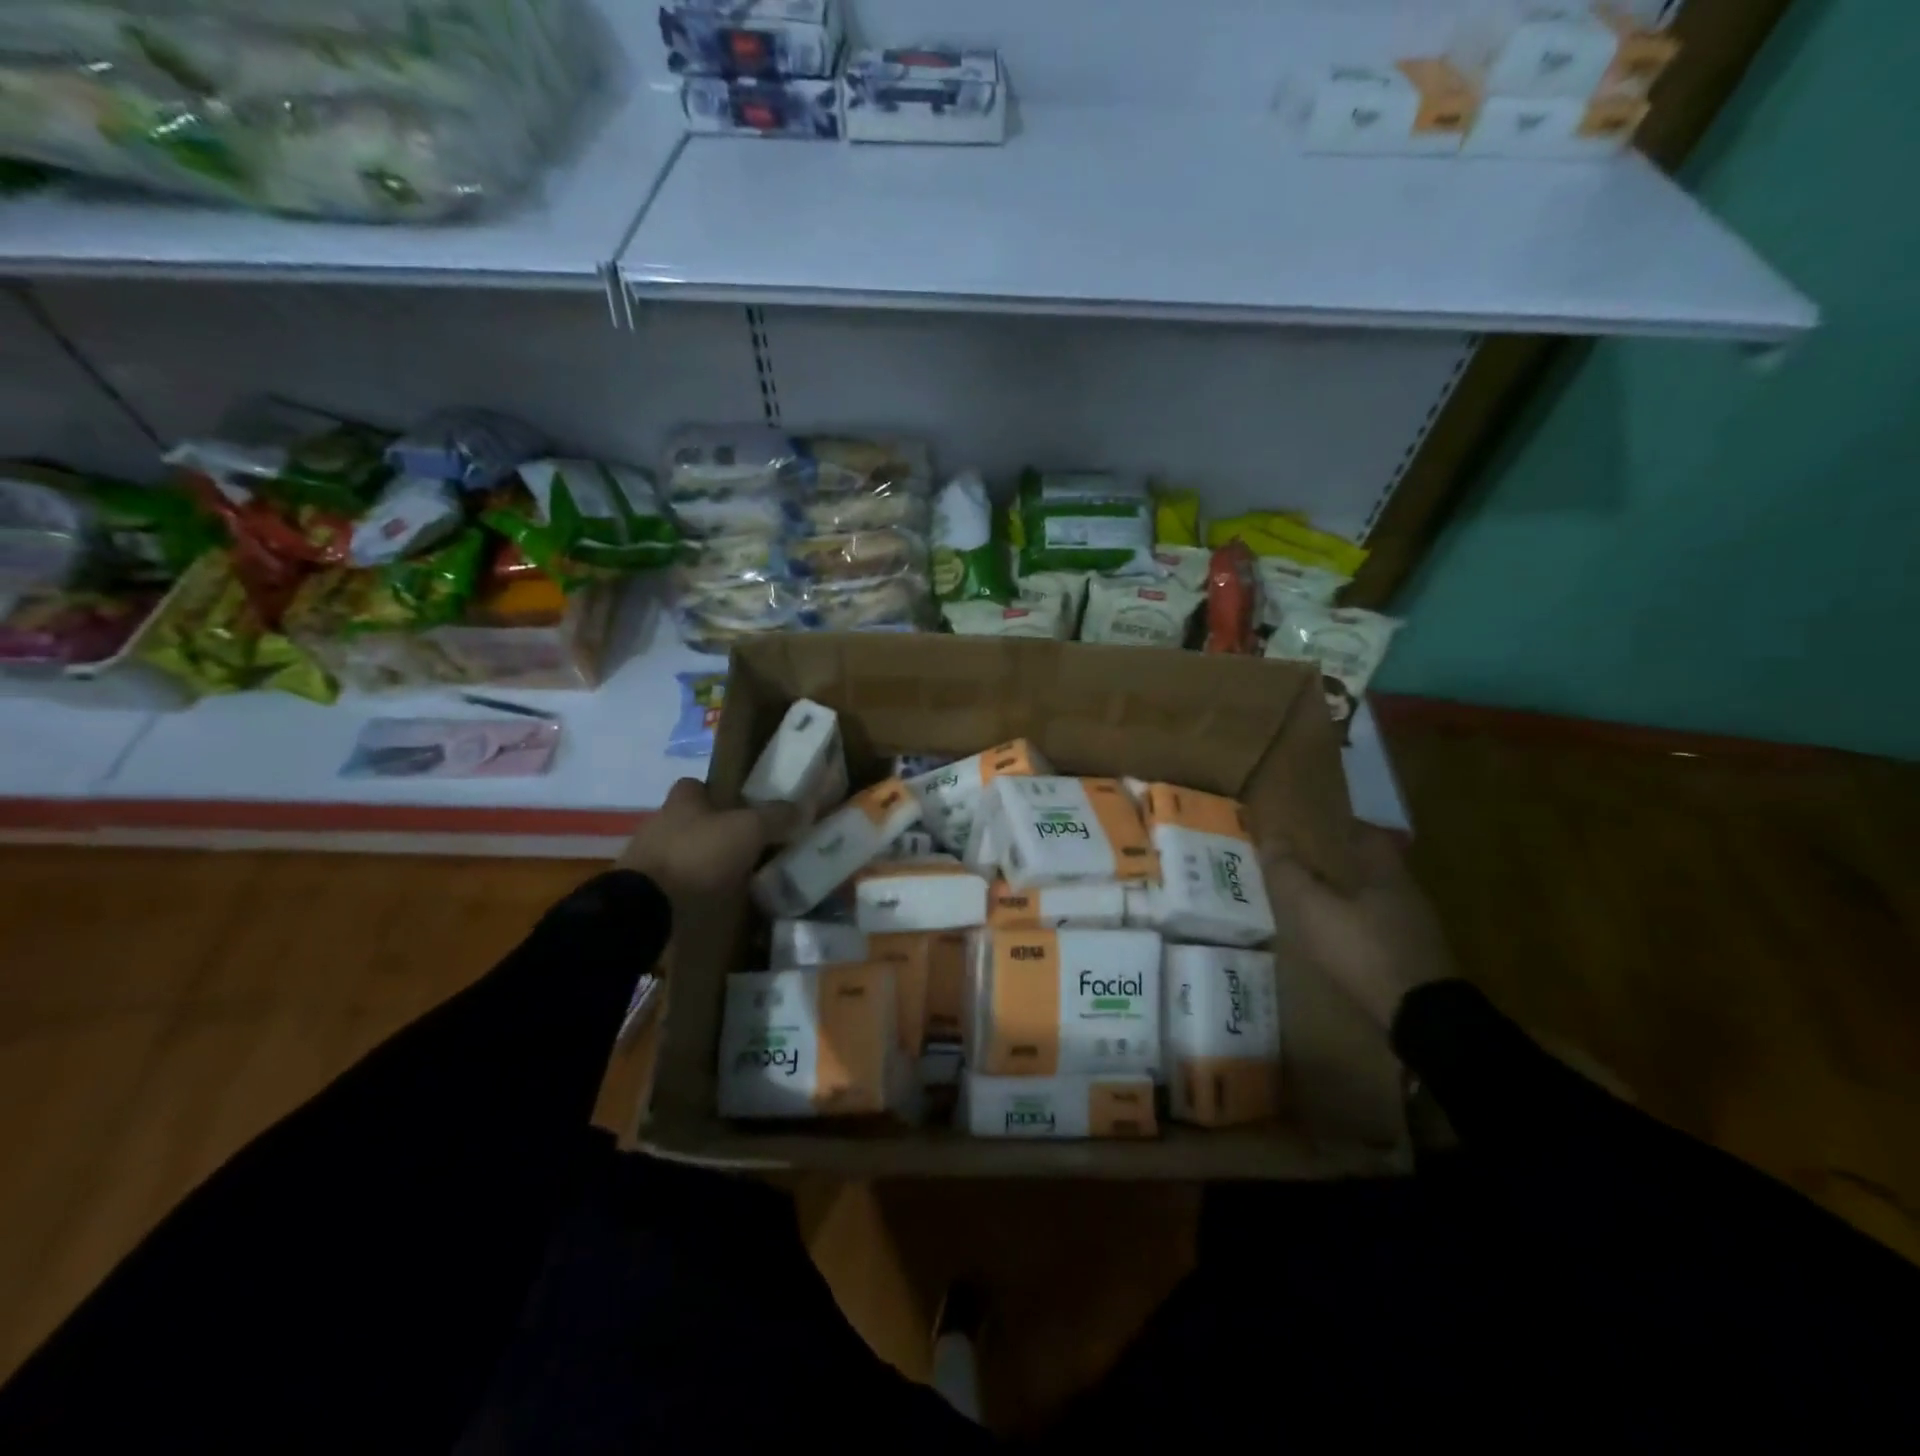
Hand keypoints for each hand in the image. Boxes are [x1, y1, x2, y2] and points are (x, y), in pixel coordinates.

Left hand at [618, 779, 792, 905]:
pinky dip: (691, 892)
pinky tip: (713, 903)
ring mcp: (647, 861)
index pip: (696, 785)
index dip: (718, 792)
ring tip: (735, 879)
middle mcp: (659, 825)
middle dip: (715, 831)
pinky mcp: (644, 893)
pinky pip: (674, 886)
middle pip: (691, 820)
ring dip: (704, 863)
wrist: (646, 909)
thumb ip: (775, 817)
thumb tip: (804, 806)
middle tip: (748, 846)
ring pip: (682, 854)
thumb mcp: (748, 830)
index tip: (742, 807)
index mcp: (681, 802)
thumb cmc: (697, 855)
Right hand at [1264, 824, 1453, 1033]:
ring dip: (1353, 898)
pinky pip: (1383, 931)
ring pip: (1379, 901)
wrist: (1420, 1016)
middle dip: (1345, 864)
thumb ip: (1290, 874)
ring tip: (1321, 902)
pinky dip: (1361, 927)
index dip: (1345, 828)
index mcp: (1387, 875)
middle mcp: (1408, 896)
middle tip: (1312, 864)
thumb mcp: (1313, 909)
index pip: (1369, 837)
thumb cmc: (1364, 950)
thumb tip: (1271, 838)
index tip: (1321, 826)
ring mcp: (1417, 931)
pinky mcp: (1417, 962)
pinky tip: (1343, 939)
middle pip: (1375, 870)